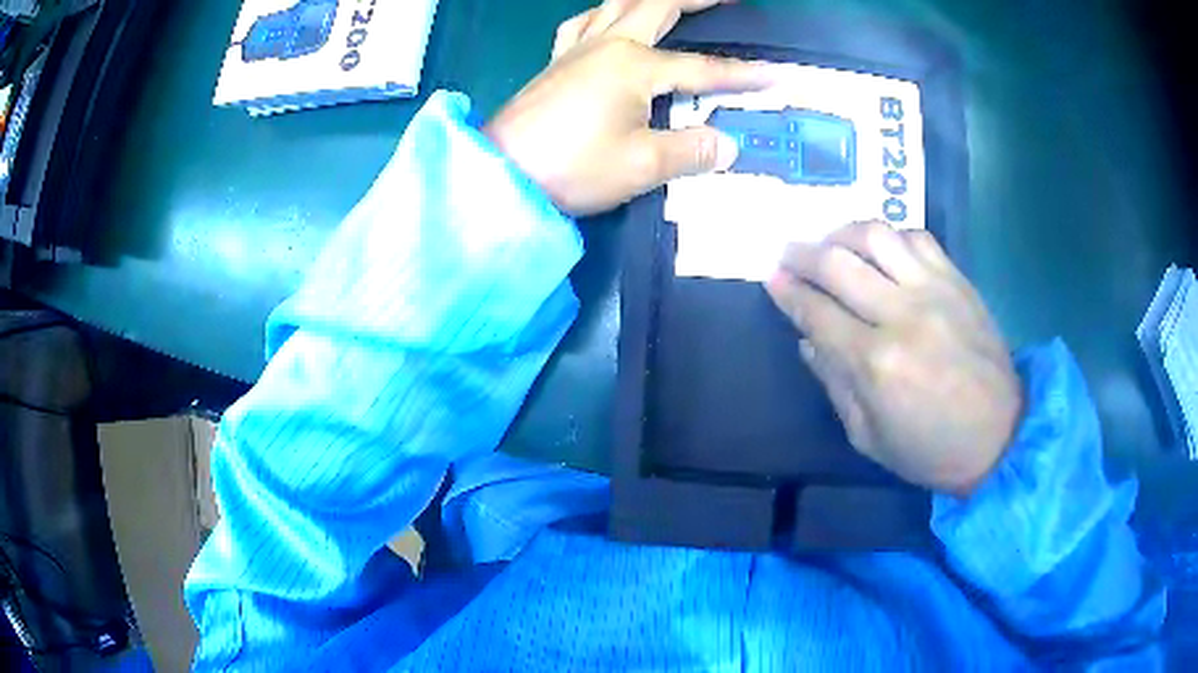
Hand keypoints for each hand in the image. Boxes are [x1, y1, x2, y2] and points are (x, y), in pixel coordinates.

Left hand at [484, 0, 775, 215]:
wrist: (502, 175)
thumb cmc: (571, 167)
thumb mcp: (641, 166)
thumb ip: (690, 151)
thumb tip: (728, 145)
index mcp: (633, 66)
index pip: (703, 69)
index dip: (742, 76)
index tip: (775, 78)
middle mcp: (606, 44)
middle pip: (657, 5)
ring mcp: (575, 49)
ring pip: (615, 4)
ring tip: (671, 2)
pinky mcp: (555, 62)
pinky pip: (580, 23)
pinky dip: (601, 14)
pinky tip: (606, 20)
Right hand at [766, 222, 1022, 496]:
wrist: (999, 436)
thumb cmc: (930, 450)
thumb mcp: (868, 437)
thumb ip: (835, 385)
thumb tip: (808, 340)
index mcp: (876, 363)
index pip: (816, 312)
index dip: (787, 292)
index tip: (770, 278)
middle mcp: (902, 314)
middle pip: (838, 262)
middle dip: (803, 254)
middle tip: (788, 253)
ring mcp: (933, 290)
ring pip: (877, 235)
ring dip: (843, 232)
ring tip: (831, 242)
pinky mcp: (957, 281)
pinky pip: (917, 237)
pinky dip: (891, 235)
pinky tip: (881, 248)